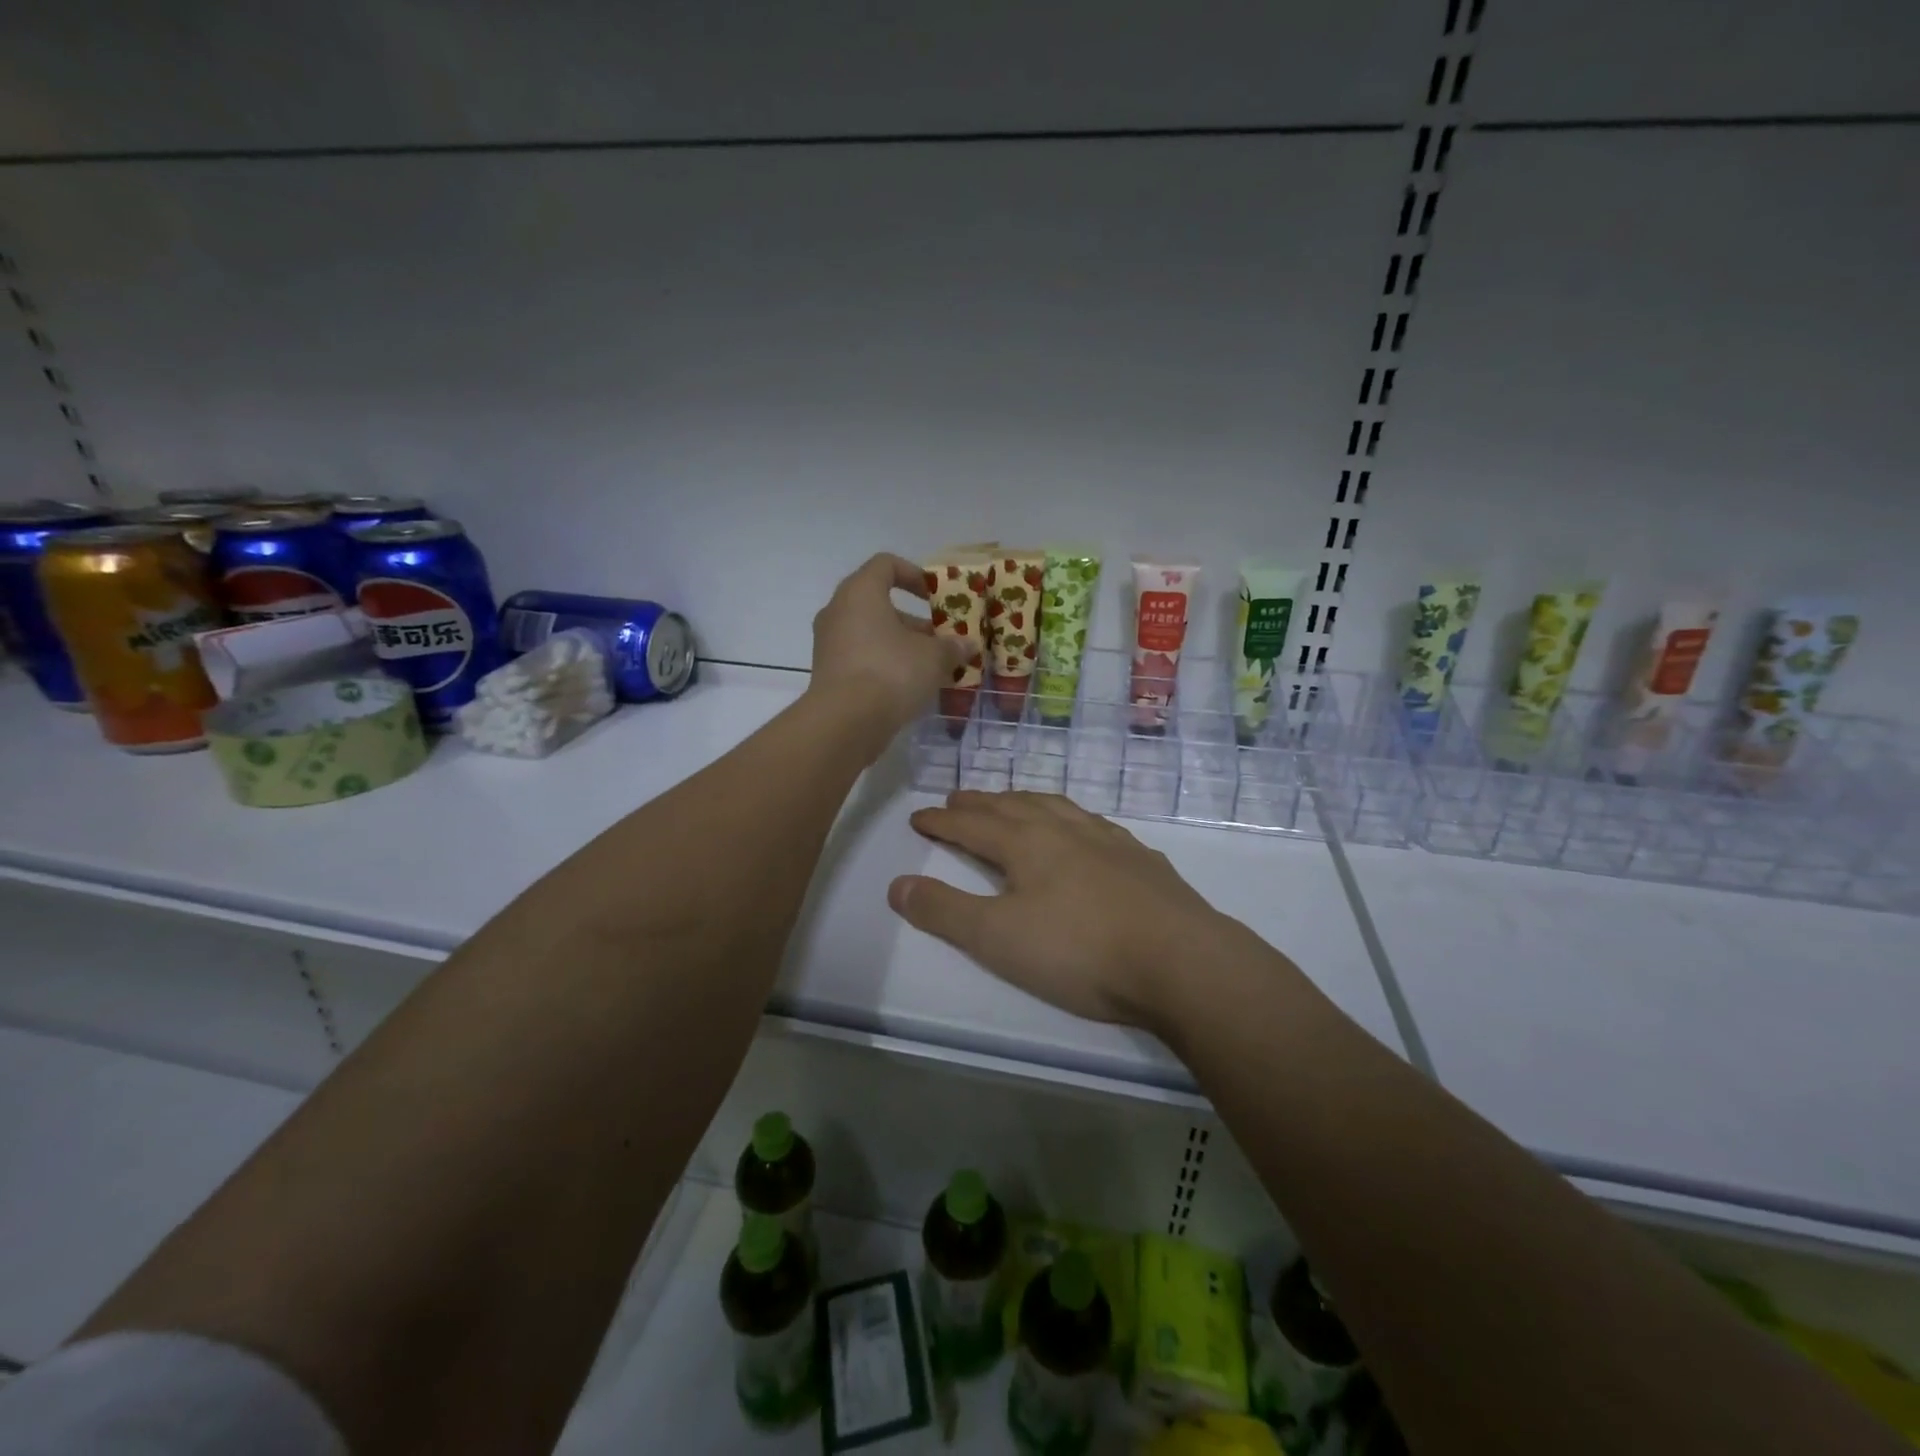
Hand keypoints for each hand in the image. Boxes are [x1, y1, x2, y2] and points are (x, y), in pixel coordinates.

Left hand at [809, 553, 973, 731]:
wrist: (845, 722)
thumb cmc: (891, 672)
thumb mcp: (933, 658)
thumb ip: (952, 647)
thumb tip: (967, 646)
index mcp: (860, 592)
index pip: (886, 565)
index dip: (914, 575)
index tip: (935, 596)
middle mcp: (838, 611)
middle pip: (879, 604)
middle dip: (914, 621)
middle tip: (940, 639)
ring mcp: (829, 643)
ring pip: (872, 634)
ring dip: (902, 645)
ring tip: (932, 667)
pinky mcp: (829, 673)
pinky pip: (862, 658)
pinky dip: (885, 664)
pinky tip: (910, 686)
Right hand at [886, 790, 1232, 1029]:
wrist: (1180, 961)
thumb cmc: (1080, 951)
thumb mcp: (998, 939)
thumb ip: (945, 911)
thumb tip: (897, 885)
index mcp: (1026, 843)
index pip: (971, 824)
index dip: (941, 820)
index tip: (919, 815)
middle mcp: (1065, 830)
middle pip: (1013, 806)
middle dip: (980, 803)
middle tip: (958, 799)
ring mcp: (1109, 841)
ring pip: (1057, 807)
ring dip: (1026, 801)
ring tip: (1013, 802)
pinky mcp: (1142, 860)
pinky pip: (1095, 824)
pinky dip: (1072, 819)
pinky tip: (1083, 832)